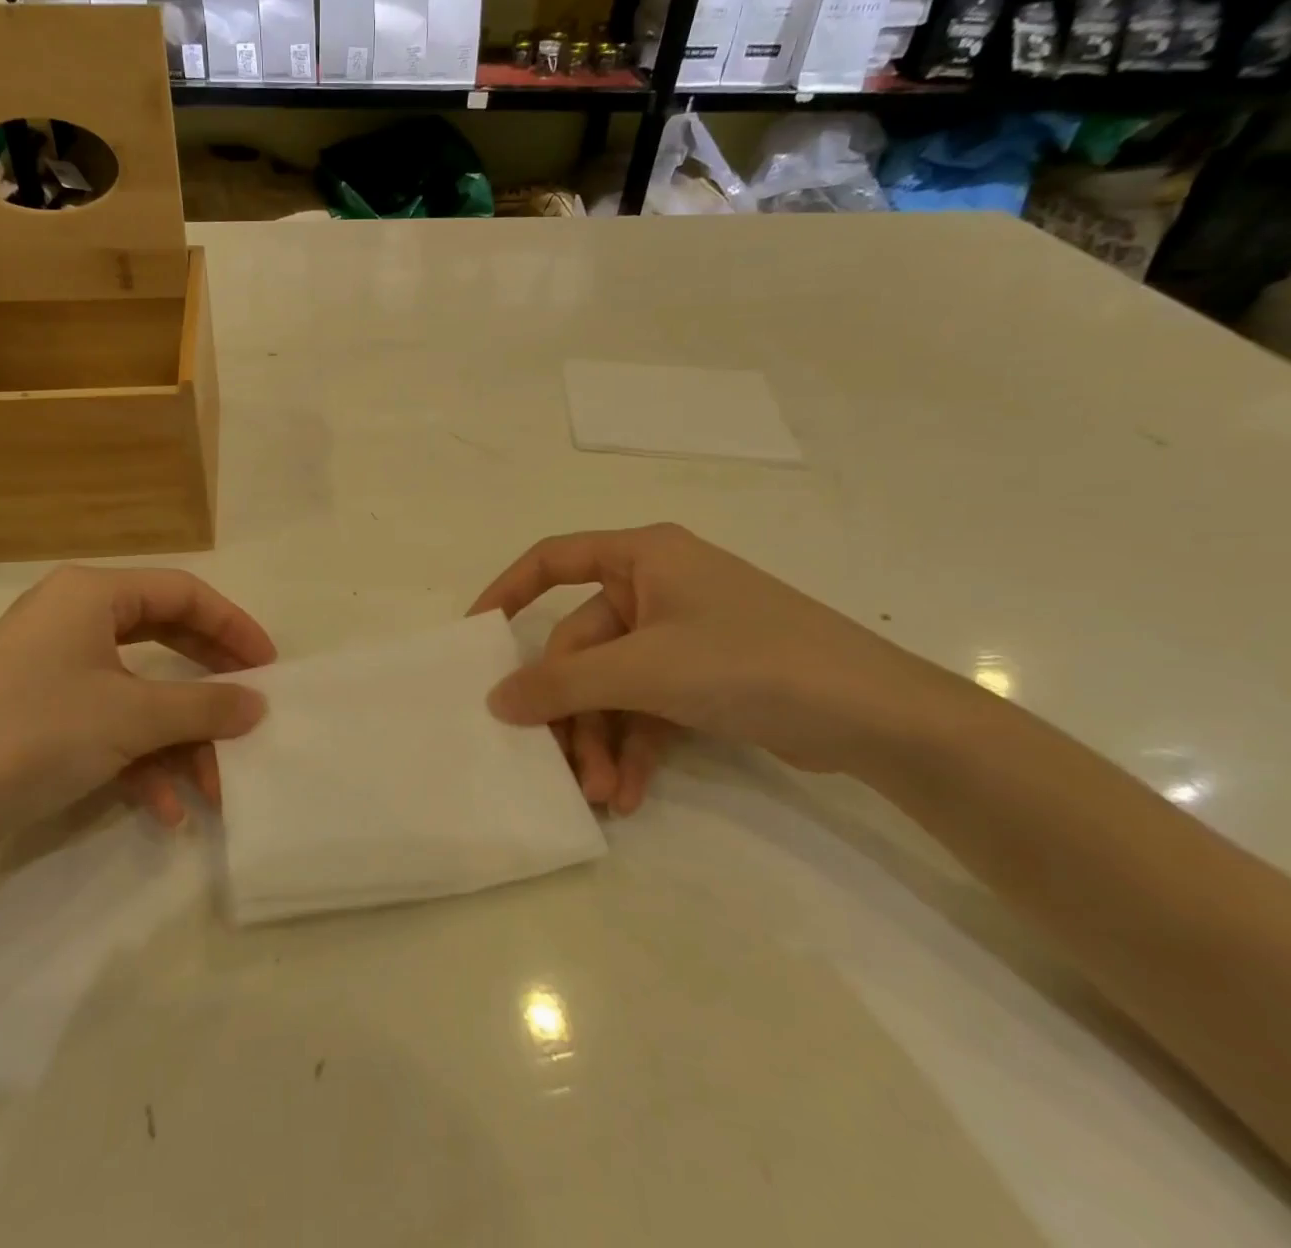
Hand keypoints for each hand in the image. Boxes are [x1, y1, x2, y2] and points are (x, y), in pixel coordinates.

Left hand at [0, 566, 274, 847]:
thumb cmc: (33, 733)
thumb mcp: (130, 717)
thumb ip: (203, 706)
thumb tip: (258, 704)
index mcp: (92, 593)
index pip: (183, 593)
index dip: (233, 626)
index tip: (269, 666)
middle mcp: (74, 619)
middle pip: (165, 639)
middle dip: (209, 686)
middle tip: (250, 711)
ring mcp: (55, 668)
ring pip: (139, 692)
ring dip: (178, 739)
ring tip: (212, 787)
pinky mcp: (42, 713)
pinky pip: (108, 724)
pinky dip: (139, 762)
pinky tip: (165, 811)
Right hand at [471, 524, 974, 806]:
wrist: (878, 717)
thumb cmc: (750, 661)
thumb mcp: (646, 670)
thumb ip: (563, 684)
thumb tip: (496, 699)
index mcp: (642, 557)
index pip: (554, 561)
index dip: (507, 591)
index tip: (476, 637)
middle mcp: (656, 589)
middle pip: (583, 646)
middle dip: (574, 711)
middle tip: (564, 769)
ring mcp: (681, 636)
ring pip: (613, 685)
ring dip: (602, 739)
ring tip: (602, 797)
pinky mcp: (703, 678)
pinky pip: (646, 707)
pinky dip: (635, 747)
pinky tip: (630, 796)